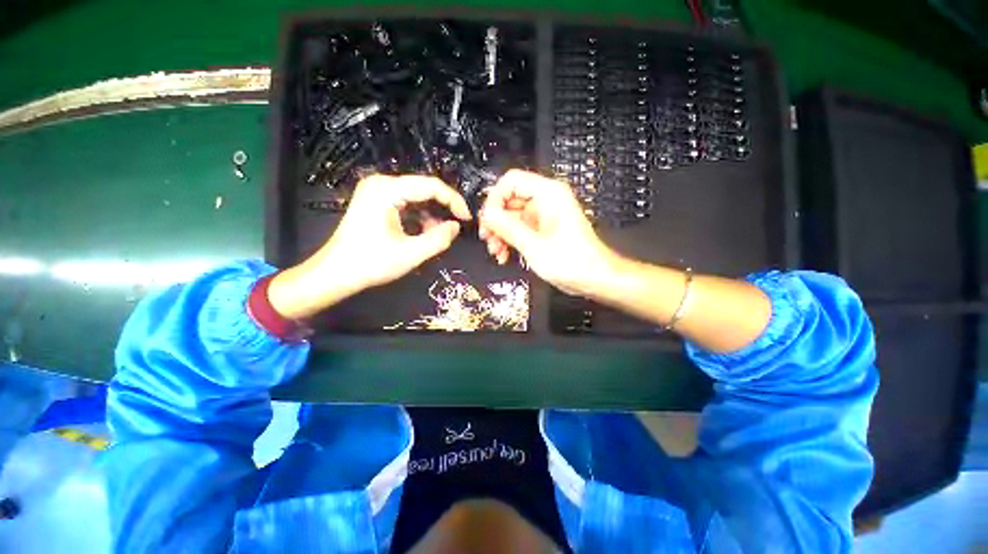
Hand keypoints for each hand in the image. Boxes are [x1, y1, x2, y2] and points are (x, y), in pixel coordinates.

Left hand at [269, 175, 470, 318]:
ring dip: (431, 215)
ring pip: (417, 197)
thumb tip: (455, 226)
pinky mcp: (377, 202)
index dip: (453, 201)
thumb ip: (439, 239)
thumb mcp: (410, 254)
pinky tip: (423, 233)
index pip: (431, 185)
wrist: (335, 273)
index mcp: (387, 190)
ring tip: (438, 235)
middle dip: (443, 208)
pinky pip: (406, 203)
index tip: (466, 218)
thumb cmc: (370, 263)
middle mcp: (381, 184)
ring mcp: (377, 192)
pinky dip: (419, 217)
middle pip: (424, 189)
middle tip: (456, 227)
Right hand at [478, 170, 619, 296]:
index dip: (494, 200)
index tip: (487, 220)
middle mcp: (546, 200)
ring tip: (497, 251)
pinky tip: (505, 254)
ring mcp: (544, 215)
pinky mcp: (543, 228)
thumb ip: (507, 227)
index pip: (510, 182)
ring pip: (511, 216)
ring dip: (500, 233)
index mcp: (549, 194)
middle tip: (488, 238)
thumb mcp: (534, 245)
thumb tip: (487, 214)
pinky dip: (509, 240)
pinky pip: (519, 228)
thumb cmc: (575, 261)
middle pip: (508, 200)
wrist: (593, 277)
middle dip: (495, 221)